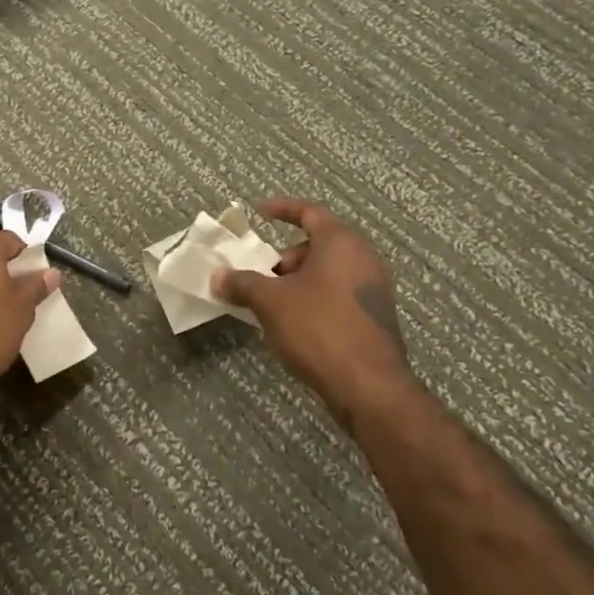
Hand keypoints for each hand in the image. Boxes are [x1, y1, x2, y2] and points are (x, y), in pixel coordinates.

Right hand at [212, 198, 416, 422]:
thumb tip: (218, 276)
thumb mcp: (270, 303)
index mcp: (341, 242)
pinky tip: (296, 324)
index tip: (260, 212)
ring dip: (298, 280)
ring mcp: (373, 287)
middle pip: (318, 243)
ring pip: (328, 271)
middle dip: (285, 257)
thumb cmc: (318, 328)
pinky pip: (338, 293)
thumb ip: (242, 283)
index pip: (309, 212)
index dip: (282, 209)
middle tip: (261, 276)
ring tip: (273, 304)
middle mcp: (363, 258)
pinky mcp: (375, 315)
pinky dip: (315, 297)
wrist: (368, 385)